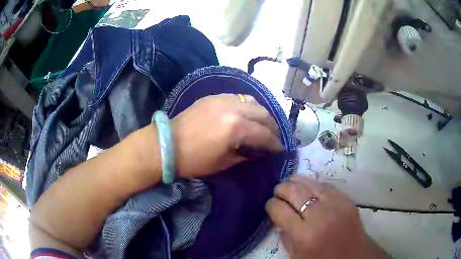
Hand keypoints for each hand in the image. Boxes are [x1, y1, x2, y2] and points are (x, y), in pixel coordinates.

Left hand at [172, 94, 283, 178]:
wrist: (167, 145)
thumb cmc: (195, 160)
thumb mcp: (224, 162)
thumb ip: (246, 154)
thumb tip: (260, 151)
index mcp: (237, 128)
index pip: (264, 135)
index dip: (275, 144)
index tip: (280, 149)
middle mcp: (234, 108)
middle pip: (263, 114)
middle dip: (273, 127)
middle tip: (274, 137)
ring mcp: (223, 99)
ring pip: (252, 101)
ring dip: (262, 113)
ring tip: (263, 123)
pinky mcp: (213, 96)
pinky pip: (238, 97)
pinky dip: (247, 105)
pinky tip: (247, 113)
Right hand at [265, 175, 386, 258]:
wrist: (354, 257)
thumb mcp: (296, 256)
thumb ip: (286, 236)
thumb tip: (279, 217)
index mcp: (304, 235)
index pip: (280, 210)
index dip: (271, 205)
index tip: (270, 205)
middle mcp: (320, 216)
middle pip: (295, 192)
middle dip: (281, 189)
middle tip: (277, 191)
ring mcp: (336, 205)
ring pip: (311, 184)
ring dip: (297, 181)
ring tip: (289, 182)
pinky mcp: (347, 201)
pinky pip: (326, 186)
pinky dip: (314, 184)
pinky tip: (309, 186)